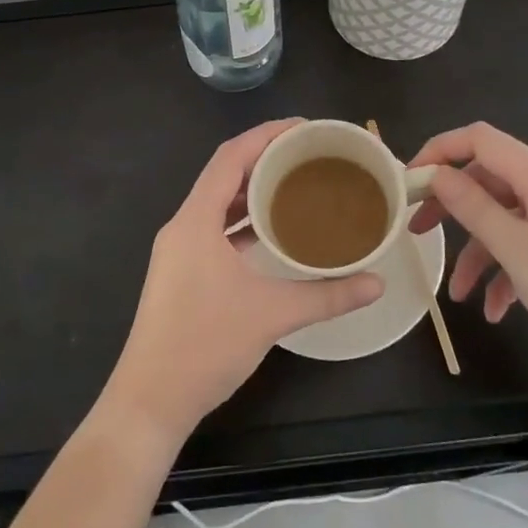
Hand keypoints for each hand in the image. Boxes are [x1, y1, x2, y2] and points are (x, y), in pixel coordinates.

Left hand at [102, 120, 382, 444]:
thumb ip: (327, 295)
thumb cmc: (205, 345)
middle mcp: (183, 226)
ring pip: (218, 204)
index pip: (230, 158)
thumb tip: (377, 283)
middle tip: (308, 154)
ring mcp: (179, 251)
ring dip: (253, 191)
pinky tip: (273, 231)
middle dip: (264, 159)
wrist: (150, 400)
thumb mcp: (272, 315)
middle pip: (224, 176)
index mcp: (195, 221)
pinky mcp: (182, 272)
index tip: (302, 127)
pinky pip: (215, 229)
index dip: (265, 135)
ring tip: (297, 184)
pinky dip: (243, 222)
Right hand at [407, 122, 527, 371]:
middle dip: (449, 205)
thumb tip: (437, 174)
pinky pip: (524, 247)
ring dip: (476, 253)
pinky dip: (504, 273)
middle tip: (417, 230)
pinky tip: (496, 310)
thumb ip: (472, 206)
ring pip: (503, 220)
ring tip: (459, 296)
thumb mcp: (515, 249)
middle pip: (486, 180)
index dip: (439, 150)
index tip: (407, 181)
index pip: (479, 139)